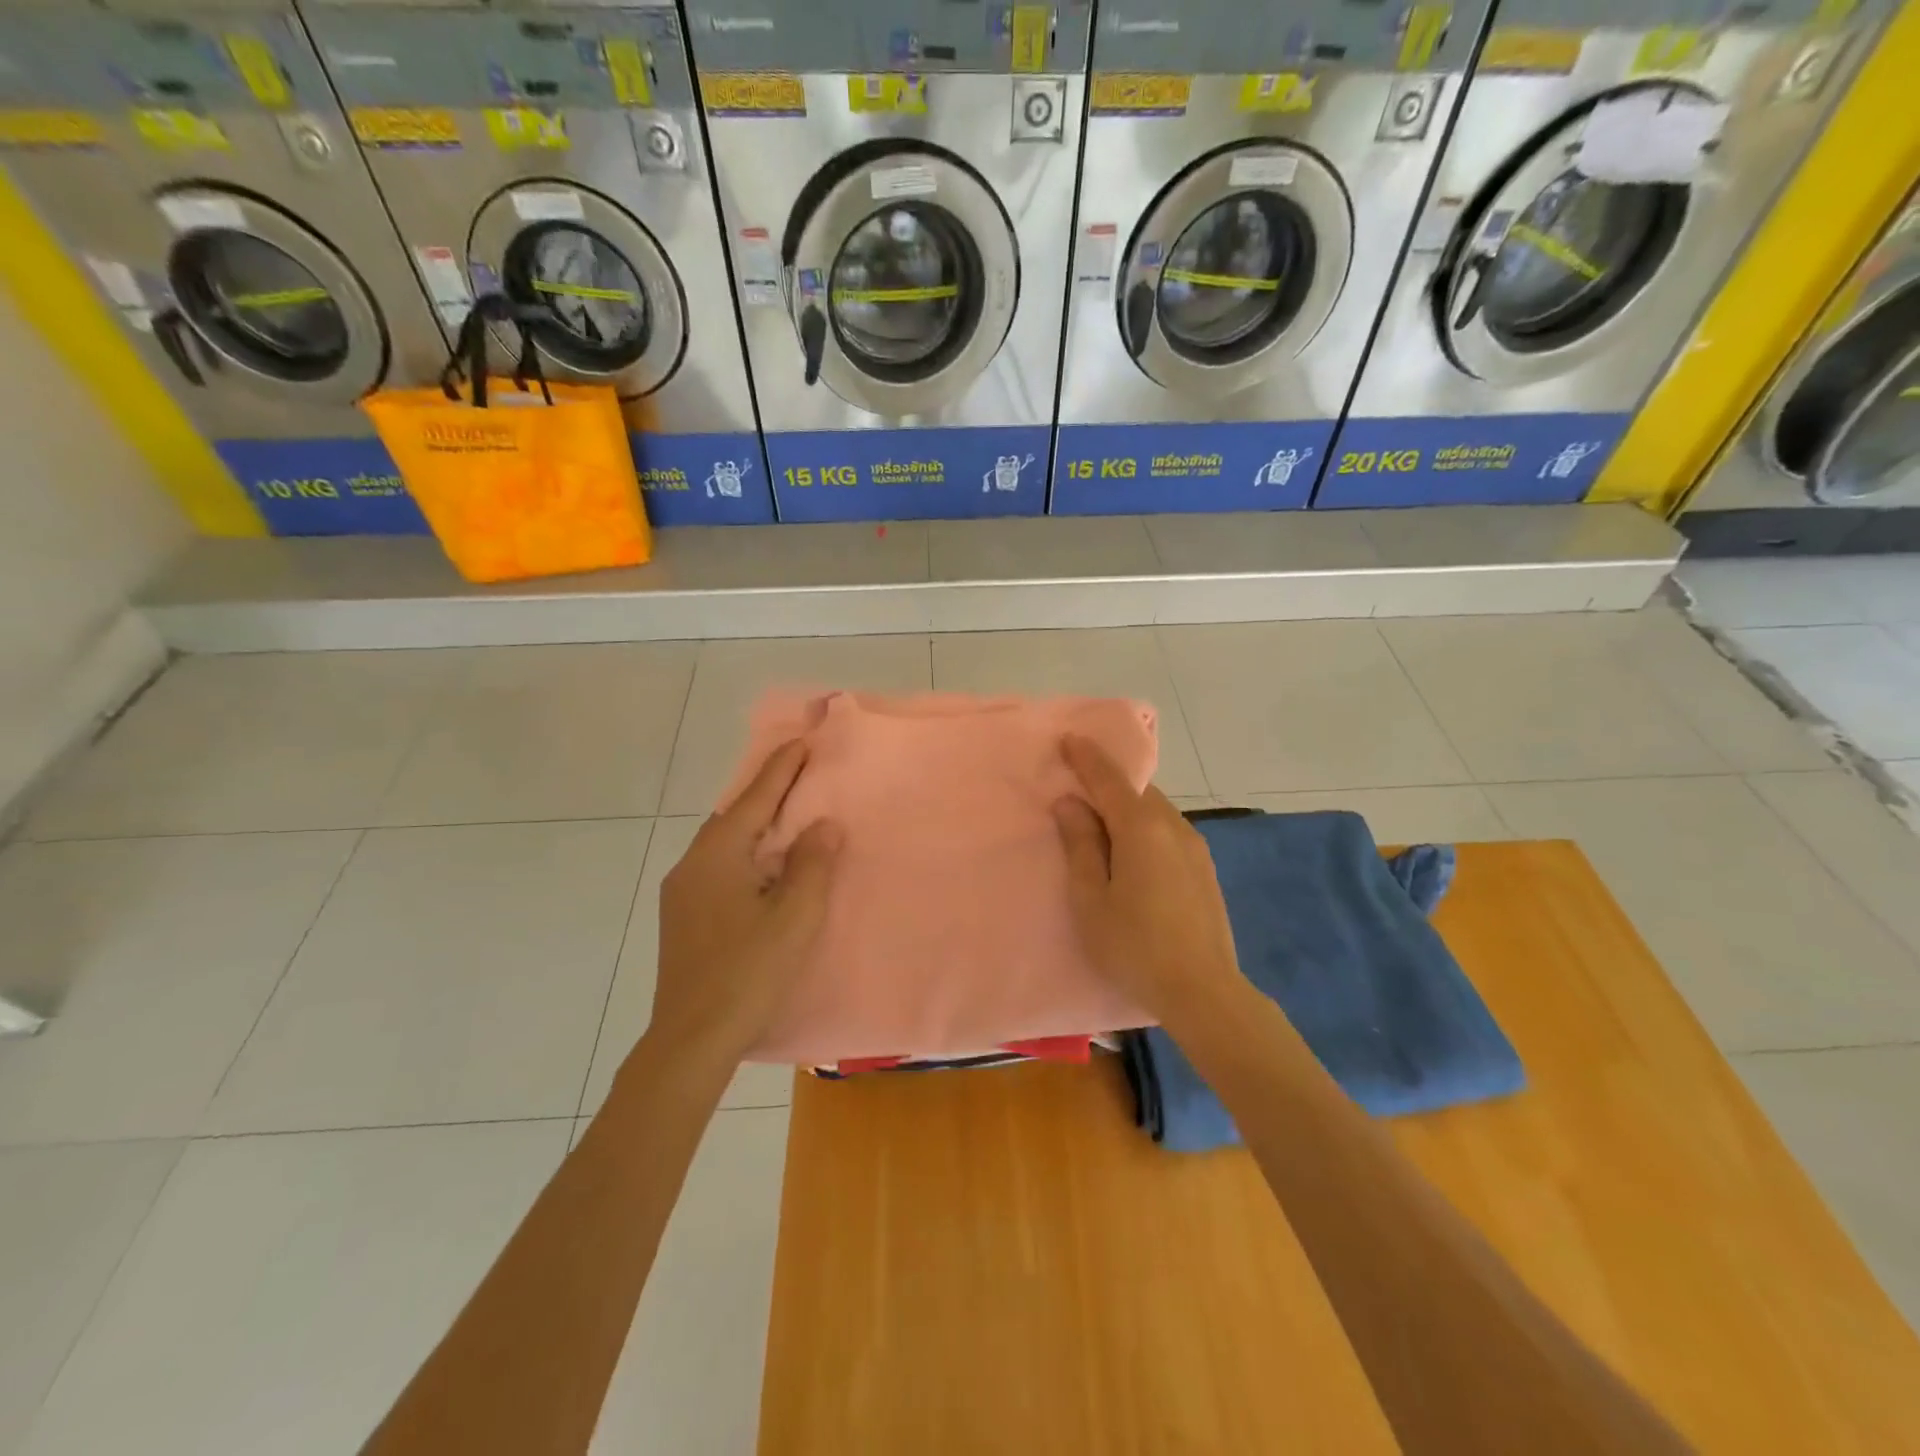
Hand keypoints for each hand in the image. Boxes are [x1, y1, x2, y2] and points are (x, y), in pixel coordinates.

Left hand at [648, 740, 841, 1069]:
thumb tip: (822, 825)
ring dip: (754, 827)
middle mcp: (692, 865)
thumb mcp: (794, 917)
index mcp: (717, 856)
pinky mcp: (682, 918)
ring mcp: (681, 893)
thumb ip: (812, 865)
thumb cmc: (748, 972)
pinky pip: (718, 867)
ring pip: (723, 845)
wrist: (690, 1039)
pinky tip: (762, 871)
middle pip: (733, 817)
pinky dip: (744, 854)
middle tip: (799, 777)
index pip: (754, 799)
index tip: (801, 742)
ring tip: (786, 821)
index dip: (780, 770)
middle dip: (765, 794)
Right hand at [1053, 734, 1246, 1027]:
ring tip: (1102, 820)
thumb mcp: (1091, 899)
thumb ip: (1080, 845)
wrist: (1203, 991)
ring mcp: (1195, 848)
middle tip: (1078, 783)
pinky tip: (1133, 850)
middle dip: (1108, 781)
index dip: (1087, 757)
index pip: (1110, 778)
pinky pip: (1168, 830)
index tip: (1069, 738)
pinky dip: (1145, 825)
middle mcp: (1173, 827)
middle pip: (1137, 791)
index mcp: (1141, 828)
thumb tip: (1070, 802)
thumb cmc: (1134, 946)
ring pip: (1155, 810)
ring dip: (1128, 806)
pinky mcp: (1204, 869)